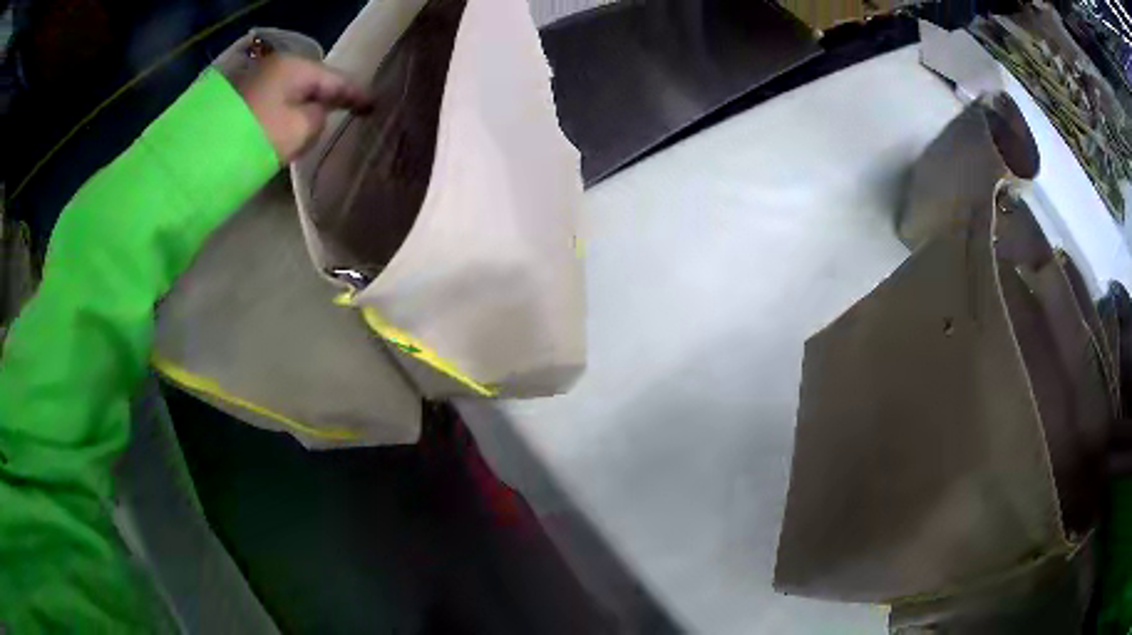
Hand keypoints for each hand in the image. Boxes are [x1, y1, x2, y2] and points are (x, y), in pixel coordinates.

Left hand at [236, 54, 373, 163]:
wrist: (203, 155)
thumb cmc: (258, 138)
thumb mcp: (301, 129)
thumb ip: (320, 117)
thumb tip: (315, 114)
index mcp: (294, 69)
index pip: (335, 79)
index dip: (356, 93)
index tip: (373, 105)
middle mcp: (275, 68)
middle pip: (312, 82)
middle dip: (329, 96)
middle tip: (349, 109)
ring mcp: (255, 83)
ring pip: (292, 93)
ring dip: (305, 106)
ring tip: (320, 119)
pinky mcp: (240, 102)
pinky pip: (274, 103)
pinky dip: (286, 113)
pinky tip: (289, 125)